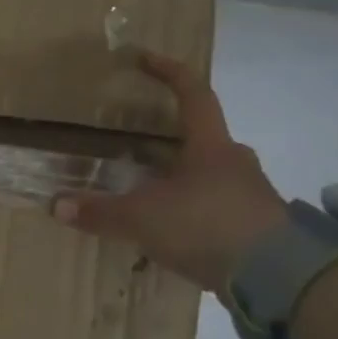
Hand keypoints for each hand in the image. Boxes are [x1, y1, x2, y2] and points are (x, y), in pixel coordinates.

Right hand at [52, 53, 286, 292]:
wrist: (281, 281)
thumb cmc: (206, 226)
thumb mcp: (142, 218)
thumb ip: (99, 211)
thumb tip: (56, 205)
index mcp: (210, 146)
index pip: (193, 94)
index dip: (168, 72)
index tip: (143, 57)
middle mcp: (235, 163)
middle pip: (203, 138)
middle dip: (172, 137)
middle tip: (139, 143)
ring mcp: (252, 196)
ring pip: (212, 175)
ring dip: (183, 178)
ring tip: (150, 192)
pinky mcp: (260, 229)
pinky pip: (219, 208)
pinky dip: (194, 212)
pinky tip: (172, 230)